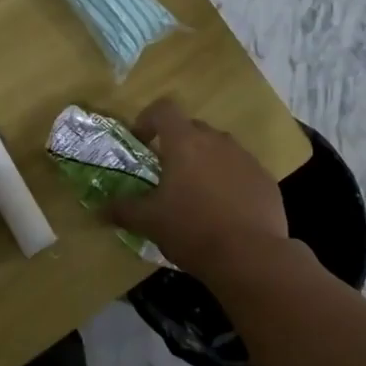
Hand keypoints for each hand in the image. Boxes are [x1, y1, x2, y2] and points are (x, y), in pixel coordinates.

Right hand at [106, 98, 288, 278]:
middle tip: (166, 174)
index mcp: (185, 143)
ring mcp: (246, 158)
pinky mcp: (266, 179)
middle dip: (177, 144)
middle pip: (192, 128)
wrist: (251, 256)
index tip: (141, 143)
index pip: (164, 109)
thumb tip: (100, 209)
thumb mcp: (150, 222)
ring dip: (205, 162)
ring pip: (219, 149)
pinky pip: (241, 170)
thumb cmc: (192, 230)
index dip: (148, 120)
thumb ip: (123, 210)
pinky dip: (229, 181)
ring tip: (197, 194)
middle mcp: (217, 141)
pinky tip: (225, 211)